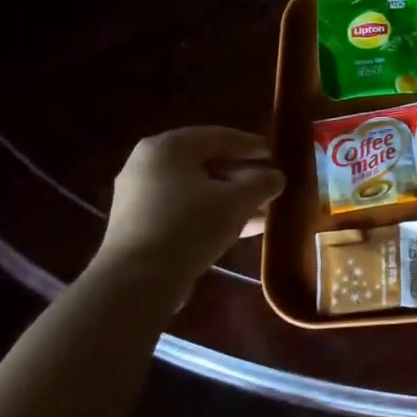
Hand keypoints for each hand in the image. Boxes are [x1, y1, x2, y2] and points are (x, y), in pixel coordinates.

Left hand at [94, 126, 285, 287]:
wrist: (138, 280)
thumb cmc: (190, 226)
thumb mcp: (237, 201)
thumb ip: (262, 183)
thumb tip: (277, 176)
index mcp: (168, 147)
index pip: (219, 136)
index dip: (252, 145)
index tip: (277, 155)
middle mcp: (148, 164)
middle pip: (207, 163)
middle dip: (243, 175)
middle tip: (271, 184)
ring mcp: (141, 196)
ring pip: (198, 189)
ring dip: (232, 198)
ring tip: (264, 210)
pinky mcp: (141, 224)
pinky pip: (185, 209)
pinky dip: (213, 213)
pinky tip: (243, 228)